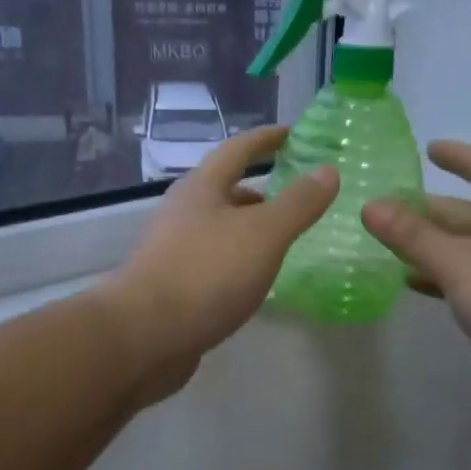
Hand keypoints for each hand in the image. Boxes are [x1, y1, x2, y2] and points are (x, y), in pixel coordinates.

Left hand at [100, 126, 337, 402]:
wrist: (144, 336)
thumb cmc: (206, 273)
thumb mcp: (263, 234)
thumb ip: (298, 203)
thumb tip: (327, 170)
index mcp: (201, 188)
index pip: (238, 149)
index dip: (266, 139)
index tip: (293, 133)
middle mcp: (183, 212)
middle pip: (225, 190)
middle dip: (261, 191)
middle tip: (297, 198)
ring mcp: (174, 250)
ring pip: (220, 229)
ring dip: (250, 229)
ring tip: (284, 242)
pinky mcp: (173, 286)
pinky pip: (214, 262)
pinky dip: (239, 261)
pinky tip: (256, 280)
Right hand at [362, 141, 470, 425]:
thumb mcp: (458, 260)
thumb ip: (412, 235)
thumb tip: (369, 206)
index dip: (455, 156)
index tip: (428, 149)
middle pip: (468, 210)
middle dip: (429, 210)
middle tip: (385, 209)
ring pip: (469, 248)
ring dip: (432, 247)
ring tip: (388, 245)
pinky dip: (445, 278)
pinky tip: (414, 284)